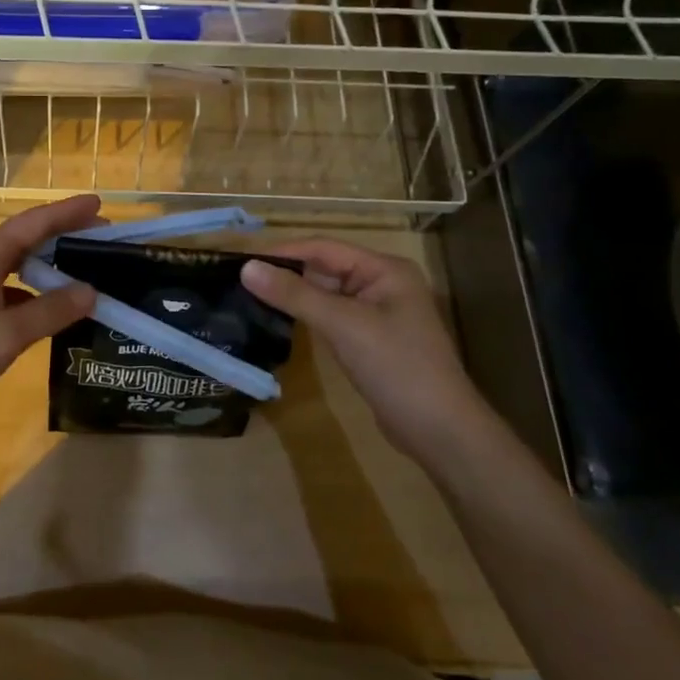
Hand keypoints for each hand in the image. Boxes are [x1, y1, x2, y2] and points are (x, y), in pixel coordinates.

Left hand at [0, 195, 100, 436]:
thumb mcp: (7, 334)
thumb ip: (51, 311)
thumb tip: (91, 290)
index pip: (34, 223)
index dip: (68, 212)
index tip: (101, 203)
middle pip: (25, 240)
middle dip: (62, 236)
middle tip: (102, 239)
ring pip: (14, 266)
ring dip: (47, 267)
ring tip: (83, 272)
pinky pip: (5, 291)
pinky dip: (31, 295)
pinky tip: (48, 311)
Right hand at [240, 240, 487, 459]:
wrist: (440, 431)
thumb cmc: (396, 367)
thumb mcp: (343, 326)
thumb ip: (294, 295)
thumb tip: (247, 268)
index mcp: (385, 269)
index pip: (324, 248)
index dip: (283, 251)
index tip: (242, 259)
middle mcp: (382, 283)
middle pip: (325, 268)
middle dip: (286, 273)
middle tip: (239, 279)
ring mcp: (378, 313)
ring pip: (326, 294)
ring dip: (294, 295)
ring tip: (250, 296)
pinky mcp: (370, 339)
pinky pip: (332, 317)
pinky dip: (307, 316)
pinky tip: (279, 320)